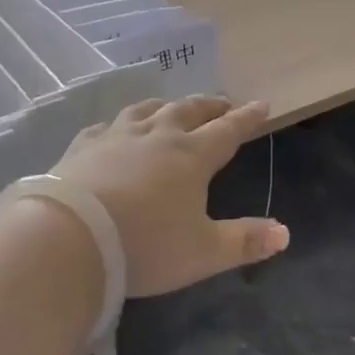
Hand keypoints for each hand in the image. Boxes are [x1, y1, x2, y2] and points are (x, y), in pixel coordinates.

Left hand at [50, 96, 287, 297]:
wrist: (70, 236)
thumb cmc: (145, 245)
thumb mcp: (203, 252)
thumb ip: (244, 241)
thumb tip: (284, 233)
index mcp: (192, 156)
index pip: (227, 130)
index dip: (247, 117)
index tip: (261, 103)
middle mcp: (158, 135)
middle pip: (190, 110)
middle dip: (210, 105)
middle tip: (222, 102)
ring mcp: (118, 135)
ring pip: (148, 109)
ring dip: (166, 106)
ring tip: (172, 107)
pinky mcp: (85, 145)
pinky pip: (107, 125)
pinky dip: (120, 124)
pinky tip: (114, 129)